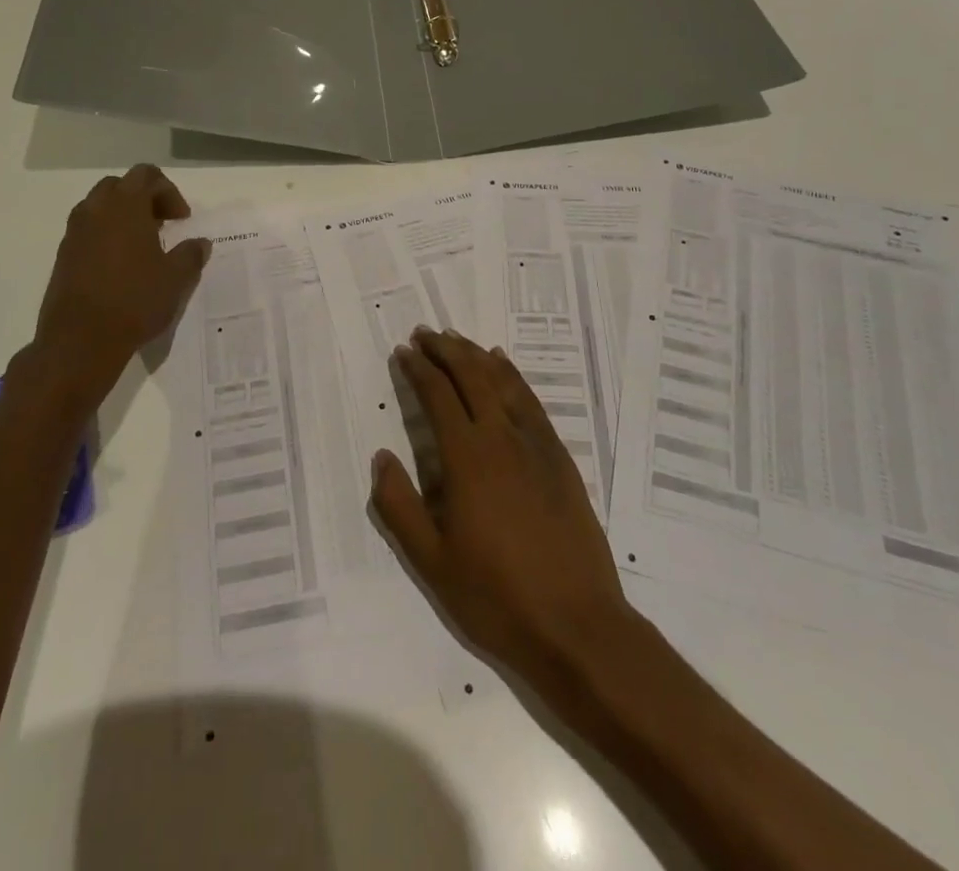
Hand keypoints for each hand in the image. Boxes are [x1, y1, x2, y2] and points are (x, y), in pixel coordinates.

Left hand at [17, 165, 210, 410]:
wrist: (80, 341)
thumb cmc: (134, 301)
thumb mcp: (176, 279)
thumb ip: (191, 254)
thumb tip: (200, 242)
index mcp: (125, 206)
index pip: (146, 175)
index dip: (168, 192)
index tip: (181, 220)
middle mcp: (95, 211)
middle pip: (120, 186)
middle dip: (143, 199)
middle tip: (162, 225)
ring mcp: (74, 233)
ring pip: (99, 207)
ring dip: (122, 216)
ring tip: (142, 246)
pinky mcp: (63, 256)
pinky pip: (87, 231)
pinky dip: (105, 236)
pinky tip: (120, 267)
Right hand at [371, 327, 631, 696]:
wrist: (577, 625)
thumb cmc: (496, 598)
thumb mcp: (431, 563)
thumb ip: (399, 507)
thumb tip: (381, 457)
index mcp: (467, 459)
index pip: (438, 396)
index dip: (418, 370)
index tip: (403, 352)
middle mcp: (501, 438)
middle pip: (471, 376)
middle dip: (445, 350)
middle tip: (424, 334)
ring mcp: (536, 445)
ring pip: (503, 381)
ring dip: (476, 355)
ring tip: (457, 340)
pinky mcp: (560, 458)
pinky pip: (531, 401)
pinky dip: (513, 376)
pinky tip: (503, 367)